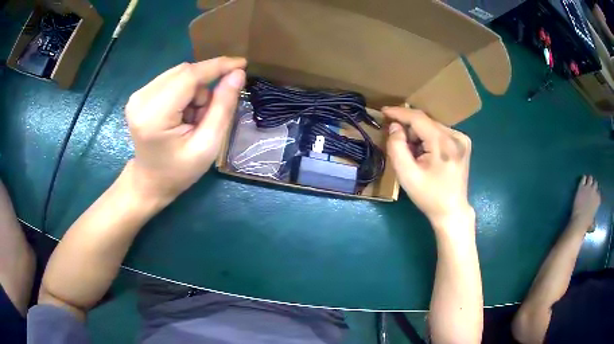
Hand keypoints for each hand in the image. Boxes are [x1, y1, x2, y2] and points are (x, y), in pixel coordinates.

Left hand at [125, 57, 246, 203]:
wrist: (150, 181)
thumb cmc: (179, 171)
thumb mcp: (207, 145)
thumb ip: (222, 108)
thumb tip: (237, 74)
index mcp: (154, 115)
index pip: (189, 76)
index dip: (217, 66)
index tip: (242, 63)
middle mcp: (141, 99)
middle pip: (184, 72)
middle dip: (204, 87)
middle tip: (209, 113)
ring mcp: (138, 95)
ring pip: (179, 74)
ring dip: (194, 91)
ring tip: (193, 118)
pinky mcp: (139, 95)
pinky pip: (171, 79)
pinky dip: (184, 92)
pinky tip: (182, 113)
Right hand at [384, 107, 473, 228]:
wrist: (452, 211)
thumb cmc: (428, 196)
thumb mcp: (406, 175)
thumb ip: (397, 147)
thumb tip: (395, 127)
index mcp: (444, 143)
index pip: (419, 118)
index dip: (399, 113)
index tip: (384, 111)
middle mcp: (456, 136)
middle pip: (425, 122)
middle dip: (409, 130)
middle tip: (402, 148)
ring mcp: (462, 139)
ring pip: (432, 126)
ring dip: (419, 136)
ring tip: (416, 156)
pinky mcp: (464, 143)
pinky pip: (440, 132)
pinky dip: (429, 139)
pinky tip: (427, 155)